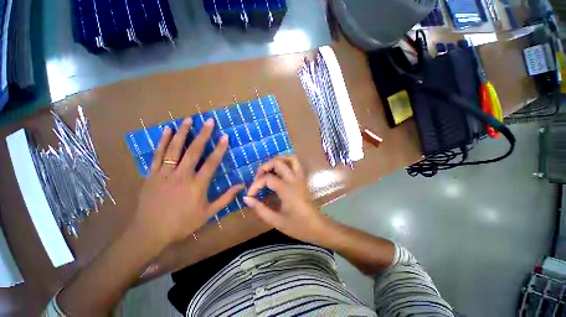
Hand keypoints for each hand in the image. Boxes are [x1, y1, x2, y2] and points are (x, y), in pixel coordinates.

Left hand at [133, 117, 243, 246]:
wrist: (150, 232)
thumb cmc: (183, 223)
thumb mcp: (208, 213)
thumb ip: (226, 198)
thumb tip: (241, 186)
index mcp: (197, 185)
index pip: (211, 163)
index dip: (219, 149)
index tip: (225, 136)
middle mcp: (182, 175)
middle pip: (194, 151)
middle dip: (203, 134)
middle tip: (209, 121)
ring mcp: (165, 173)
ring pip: (175, 149)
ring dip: (183, 133)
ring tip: (189, 120)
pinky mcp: (152, 174)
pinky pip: (158, 154)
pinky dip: (163, 141)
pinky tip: (167, 130)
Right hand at [243, 156, 327, 243]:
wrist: (317, 227)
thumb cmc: (298, 226)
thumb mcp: (276, 221)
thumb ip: (260, 209)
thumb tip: (246, 199)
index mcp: (287, 190)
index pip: (267, 179)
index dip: (255, 185)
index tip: (250, 195)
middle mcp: (294, 180)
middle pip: (278, 162)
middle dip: (264, 167)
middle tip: (258, 178)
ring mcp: (300, 178)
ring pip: (290, 158)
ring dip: (277, 160)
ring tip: (268, 170)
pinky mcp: (302, 179)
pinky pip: (295, 164)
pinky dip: (286, 162)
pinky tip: (279, 171)